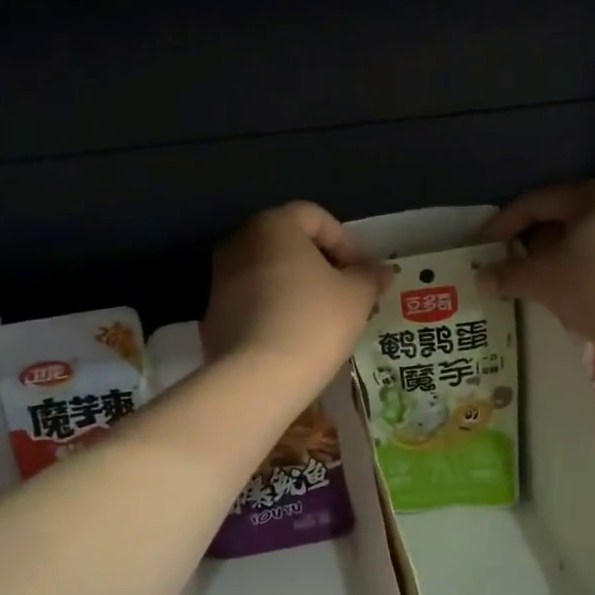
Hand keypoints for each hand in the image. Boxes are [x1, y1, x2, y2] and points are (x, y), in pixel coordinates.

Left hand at [205, 202, 388, 392]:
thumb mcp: (356, 297)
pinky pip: (254, 301)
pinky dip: (276, 309)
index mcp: (273, 226)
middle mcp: (239, 243)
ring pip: (270, 273)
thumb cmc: (313, 322)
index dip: (346, 241)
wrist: (257, 378)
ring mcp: (220, 280)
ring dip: (298, 288)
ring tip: (325, 318)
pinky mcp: (214, 315)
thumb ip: (369, 277)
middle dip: (322, 264)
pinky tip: (297, 337)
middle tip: (348, 293)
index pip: (314, 216)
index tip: (364, 272)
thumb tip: (380, 270)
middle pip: (288, 243)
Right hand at [478, 179, 594, 348]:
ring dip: (557, 258)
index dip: (503, 224)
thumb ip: (508, 275)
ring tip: (537, 284)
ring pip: (587, 238)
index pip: (536, 202)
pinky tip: (574, 294)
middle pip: (563, 218)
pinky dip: (584, 269)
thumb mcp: (543, 281)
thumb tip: (481, 277)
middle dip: (531, 243)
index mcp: (594, 194)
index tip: (482, 247)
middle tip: (508, 267)